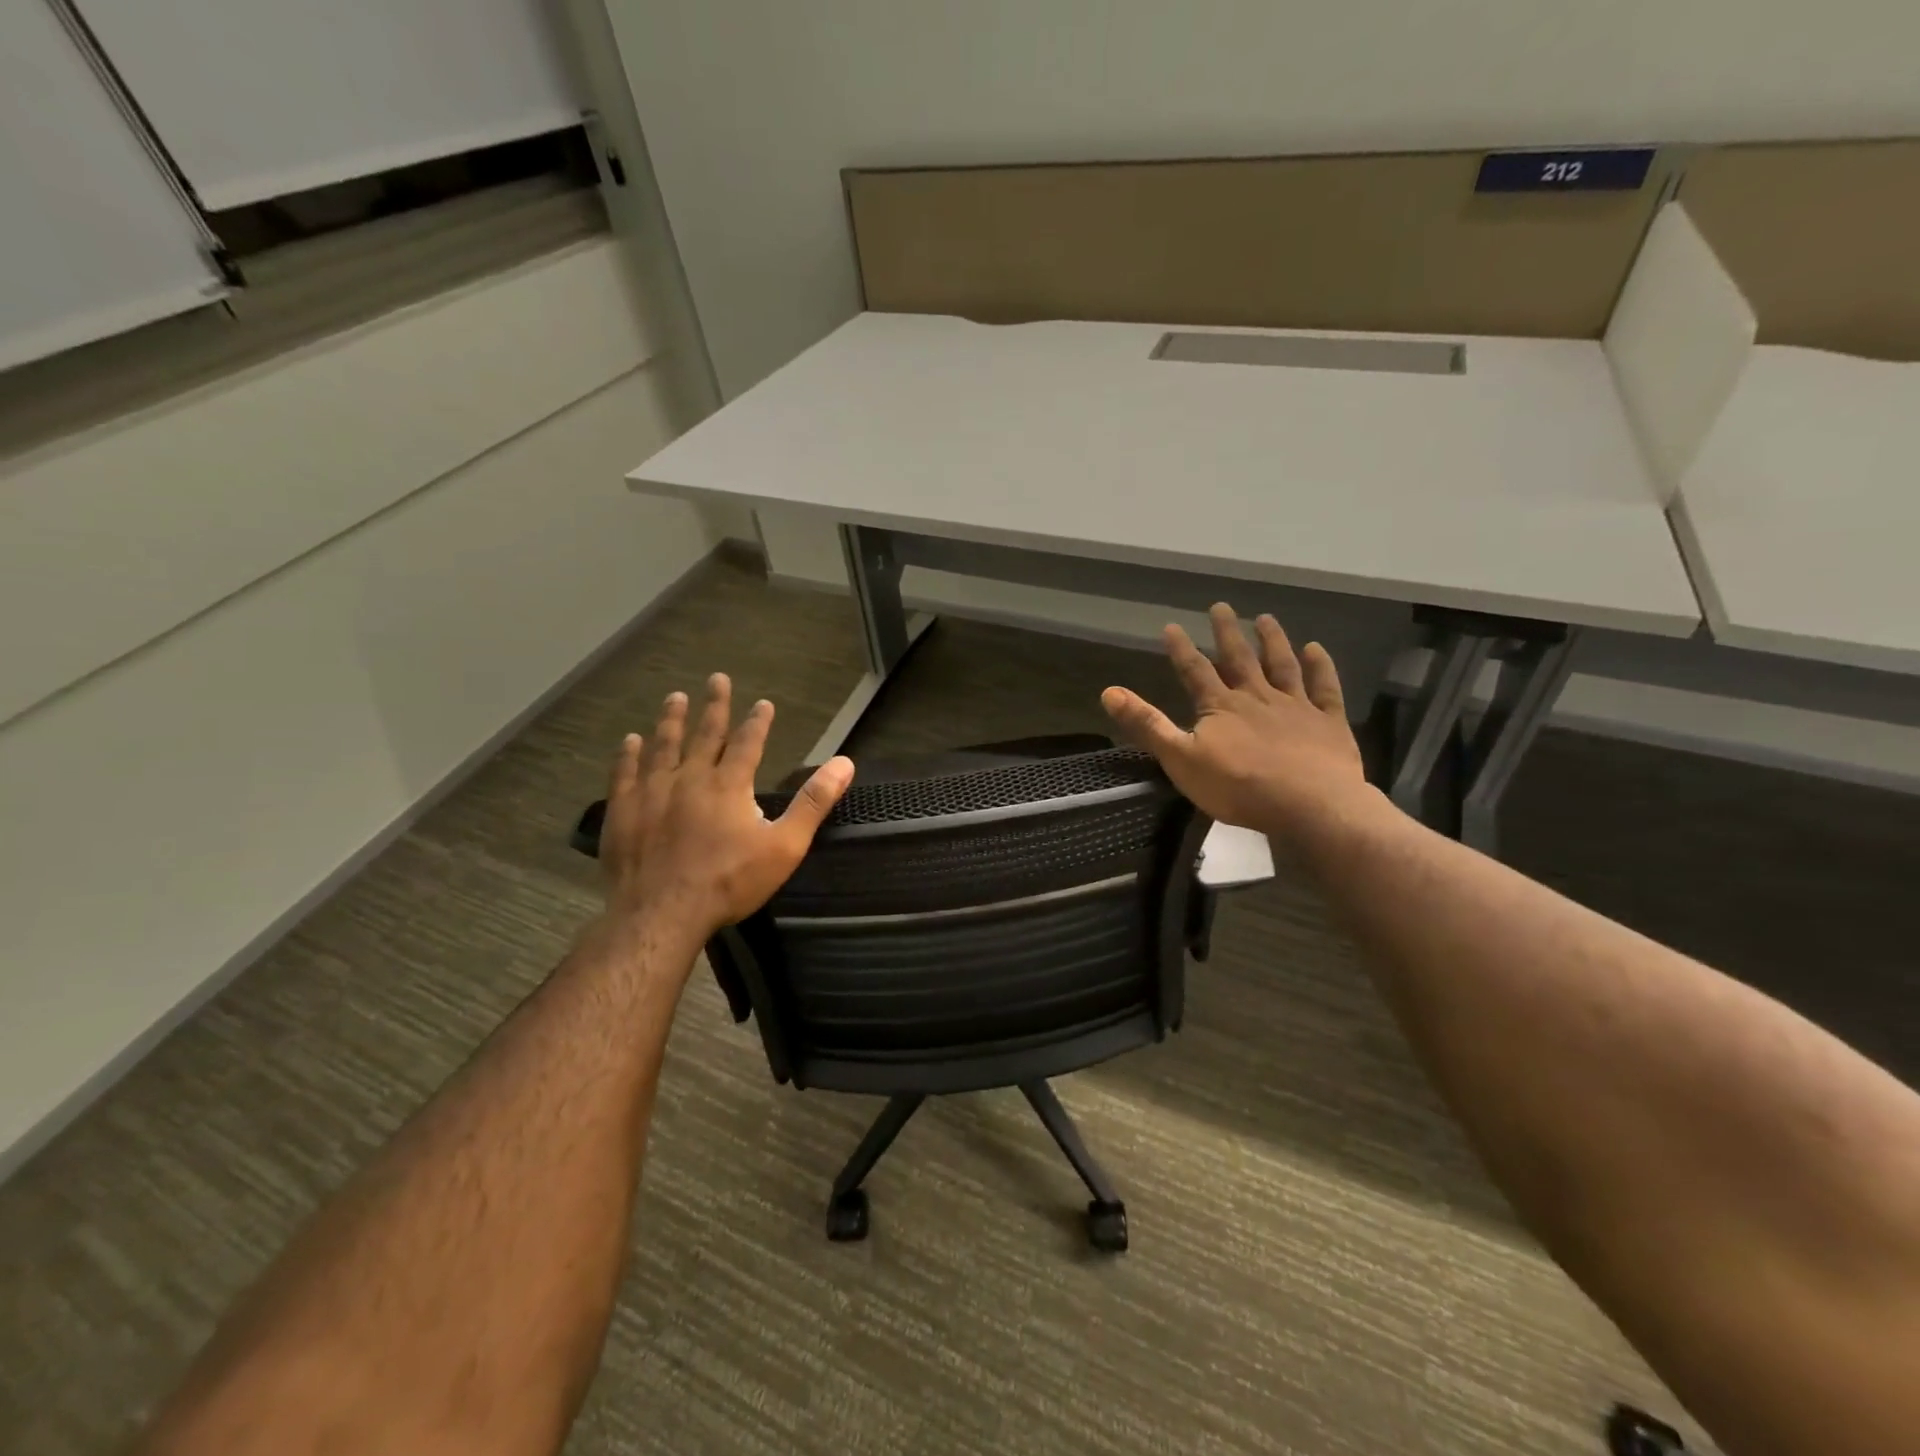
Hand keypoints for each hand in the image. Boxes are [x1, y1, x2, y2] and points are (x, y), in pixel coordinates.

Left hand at [600, 674, 853, 946]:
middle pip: (706, 734)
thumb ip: (813, 802)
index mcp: (730, 784)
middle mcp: (690, 777)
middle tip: (716, 678)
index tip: (763, 703)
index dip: (758, 721)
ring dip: (671, 720)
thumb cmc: (729, 882)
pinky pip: (625, 773)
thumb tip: (845, 763)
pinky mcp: (624, 811)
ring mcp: (652, 792)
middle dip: (715, 706)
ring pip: (663, 745)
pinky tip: (629, 741)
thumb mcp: (784, 846)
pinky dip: (628, 755)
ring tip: (674, 697)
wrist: (662, 913)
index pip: (748, 742)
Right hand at [1101, 603, 1371, 838]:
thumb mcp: (1181, 759)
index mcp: (1221, 706)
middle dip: (1227, 633)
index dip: (1182, 649)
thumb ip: (1148, 725)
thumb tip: (1109, 692)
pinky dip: (1320, 667)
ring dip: (1273, 641)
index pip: (1196, 671)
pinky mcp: (1328, 723)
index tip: (1171, 626)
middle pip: (1239, 659)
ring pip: (1282, 666)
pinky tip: (1316, 649)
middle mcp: (1258, 697)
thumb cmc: (1239, 787)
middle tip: (1220, 606)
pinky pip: (1325, 688)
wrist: (1310, 805)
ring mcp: (1297, 707)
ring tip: (1265, 618)